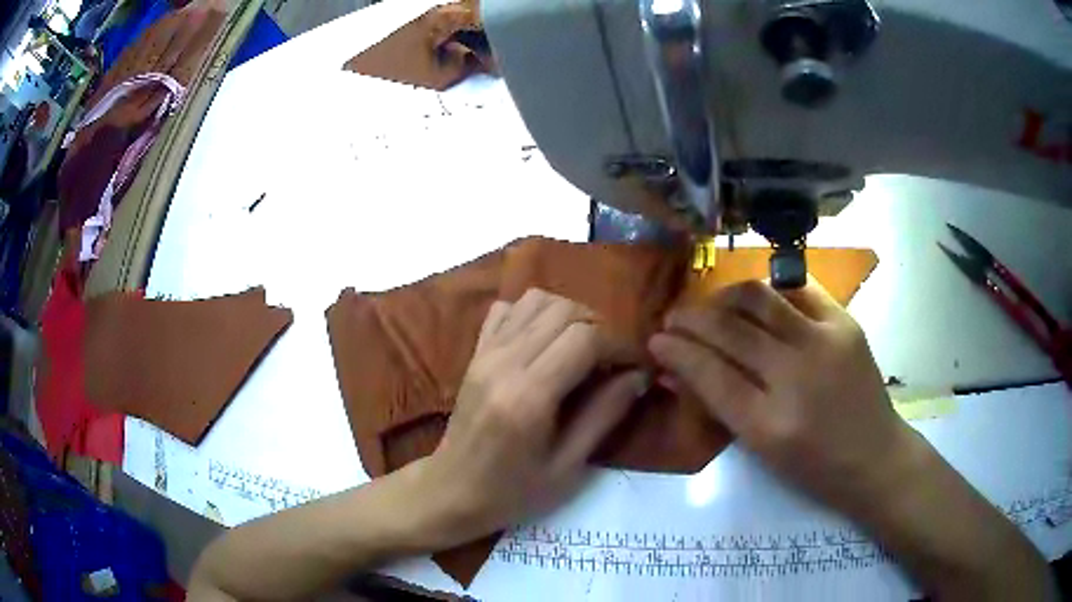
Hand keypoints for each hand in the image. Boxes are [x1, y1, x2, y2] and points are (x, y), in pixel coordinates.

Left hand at [420, 289, 648, 540]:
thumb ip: (605, 415)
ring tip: (582, 347)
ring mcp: (485, 353)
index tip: (635, 365)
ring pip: (536, 299)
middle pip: (564, 310)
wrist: (452, 491)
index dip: (619, 345)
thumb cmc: (513, 491)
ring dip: (569, 315)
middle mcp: (504, 362)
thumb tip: (640, 375)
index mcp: (529, 396)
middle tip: (612, 359)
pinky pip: (506, 309)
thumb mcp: (568, 466)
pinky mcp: (475, 353)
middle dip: (599, 327)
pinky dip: (533, 313)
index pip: (585, 338)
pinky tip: (544, 342)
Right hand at [649, 279, 905, 512]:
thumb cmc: (813, 468)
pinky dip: (769, 291)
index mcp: (769, 424)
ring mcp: (824, 342)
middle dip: (690, 318)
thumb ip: (718, 405)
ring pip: (759, 298)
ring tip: (711, 305)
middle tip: (673, 318)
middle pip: (730, 330)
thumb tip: (676, 370)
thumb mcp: (760, 450)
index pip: (709, 373)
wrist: (875, 455)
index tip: (655, 340)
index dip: (677, 351)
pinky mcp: (844, 322)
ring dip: (723, 296)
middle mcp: (796, 376)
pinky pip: (796, 290)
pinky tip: (756, 300)